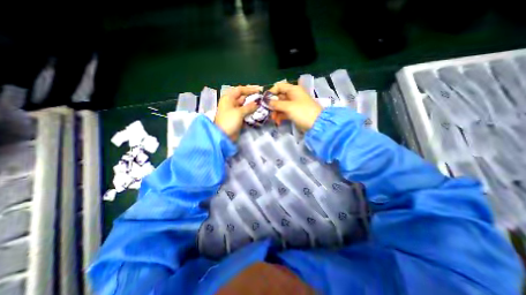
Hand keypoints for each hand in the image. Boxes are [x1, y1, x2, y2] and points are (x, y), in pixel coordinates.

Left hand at [215, 86, 261, 140]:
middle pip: (243, 97)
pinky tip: (258, 112)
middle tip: (263, 98)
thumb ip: (249, 107)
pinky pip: (245, 113)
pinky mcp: (237, 118)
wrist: (223, 136)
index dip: (250, 89)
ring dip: (253, 106)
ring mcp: (234, 111)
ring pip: (245, 106)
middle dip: (252, 97)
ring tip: (262, 105)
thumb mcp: (239, 112)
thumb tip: (257, 103)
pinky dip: (251, 113)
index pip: (240, 90)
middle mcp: (231, 103)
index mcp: (228, 98)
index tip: (260, 90)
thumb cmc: (229, 121)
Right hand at [269, 80, 322, 130]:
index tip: (265, 100)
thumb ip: (276, 103)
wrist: (316, 124)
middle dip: (272, 105)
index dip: (271, 92)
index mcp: (293, 89)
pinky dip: (280, 116)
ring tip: (273, 119)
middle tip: (268, 112)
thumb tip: (267, 101)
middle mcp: (293, 95)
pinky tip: (278, 122)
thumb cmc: (302, 112)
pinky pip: (284, 112)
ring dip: (276, 112)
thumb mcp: (288, 107)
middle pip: (279, 97)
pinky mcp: (294, 113)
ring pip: (281, 106)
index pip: (279, 86)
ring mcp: (294, 105)